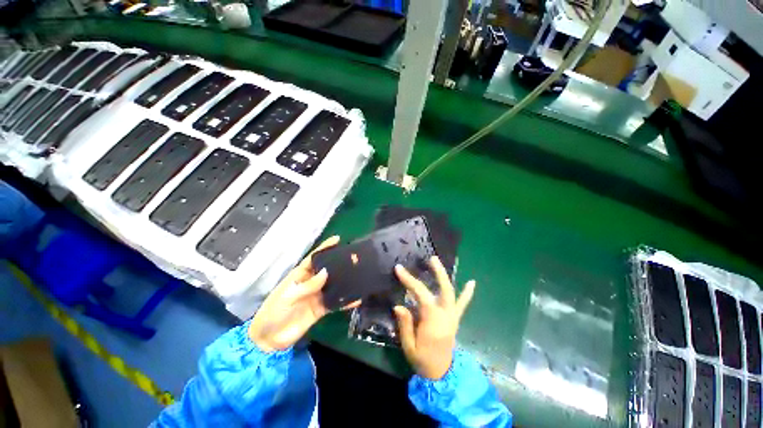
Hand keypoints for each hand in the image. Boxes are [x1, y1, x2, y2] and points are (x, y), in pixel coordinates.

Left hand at [249, 236, 358, 352]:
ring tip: (359, 274)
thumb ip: (308, 285)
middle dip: (339, 263)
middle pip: (327, 269)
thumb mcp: (288, 296)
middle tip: (354, 257)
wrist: (269, 339)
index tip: (338, 239)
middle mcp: (311, 282)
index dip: (325, 248)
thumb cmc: (274, 311)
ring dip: (345, 281)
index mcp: (300, 275)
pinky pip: (336, 302)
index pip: (314, 258)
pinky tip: (357, 299)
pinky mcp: (321, 309)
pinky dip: (345, 301)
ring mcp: (317, 295)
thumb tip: (327, 272)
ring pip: (334, 285)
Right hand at [393, 256, 475, 379]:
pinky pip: (462, 304)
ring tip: (437, 262)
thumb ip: (405, 325)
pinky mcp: (455, 319)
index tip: (399, 269)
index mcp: (433, 321)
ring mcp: (452, 316)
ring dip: (446, 277)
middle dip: (438, 273)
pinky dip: (467, 293)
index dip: (409, 280)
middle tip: (431, 258)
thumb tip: (399, 306)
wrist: (441, 374)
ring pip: (452, 293)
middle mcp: (446, 315)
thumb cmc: (422, 360)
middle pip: (445, 290)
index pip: (421, 294)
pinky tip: (472, 282)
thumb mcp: (409, 346)